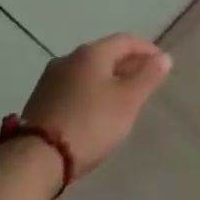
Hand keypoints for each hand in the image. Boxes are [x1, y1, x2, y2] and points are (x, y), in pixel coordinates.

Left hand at [19, 33, 171, 176]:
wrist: (36, 158)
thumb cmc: (90, 123)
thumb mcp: (128, 101)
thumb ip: (148, 77)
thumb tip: (163, 57)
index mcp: (92, 53)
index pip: (125, 40)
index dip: (146, 49)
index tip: (160, 63)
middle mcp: (69, 58)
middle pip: (104, 54)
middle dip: (126, 64)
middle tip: (144, 80)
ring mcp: (50, 79)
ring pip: (87, 71)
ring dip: (107, 79)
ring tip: (121, 97)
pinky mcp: (40, 100)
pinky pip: (73, 87)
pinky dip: (90, 92)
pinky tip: (95, 110)